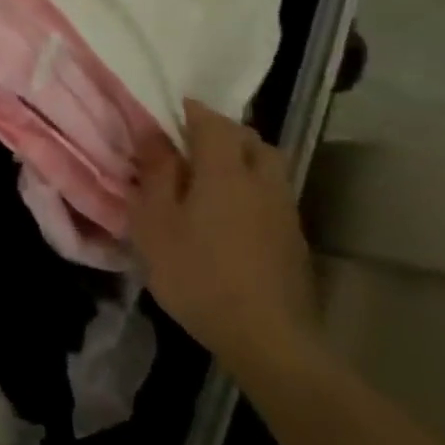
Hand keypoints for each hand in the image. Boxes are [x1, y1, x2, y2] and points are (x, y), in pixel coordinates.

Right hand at [131, 100, 318, 373]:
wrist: (265, 334)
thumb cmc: (196, 273)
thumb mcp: (155, 222)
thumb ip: (156, 174)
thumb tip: (151, 132)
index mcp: (225, 171)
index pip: (212, 123)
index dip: (191, 111)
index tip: (169, 109)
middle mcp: (262, 181)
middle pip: (251, 140)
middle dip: (222, 131)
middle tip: (190, 141)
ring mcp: (283, 210)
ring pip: (267, 166)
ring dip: (242, 159)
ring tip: (210, 175)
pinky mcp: (292, 238)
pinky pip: (271, 194)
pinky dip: (251, 187)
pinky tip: (229, 211)